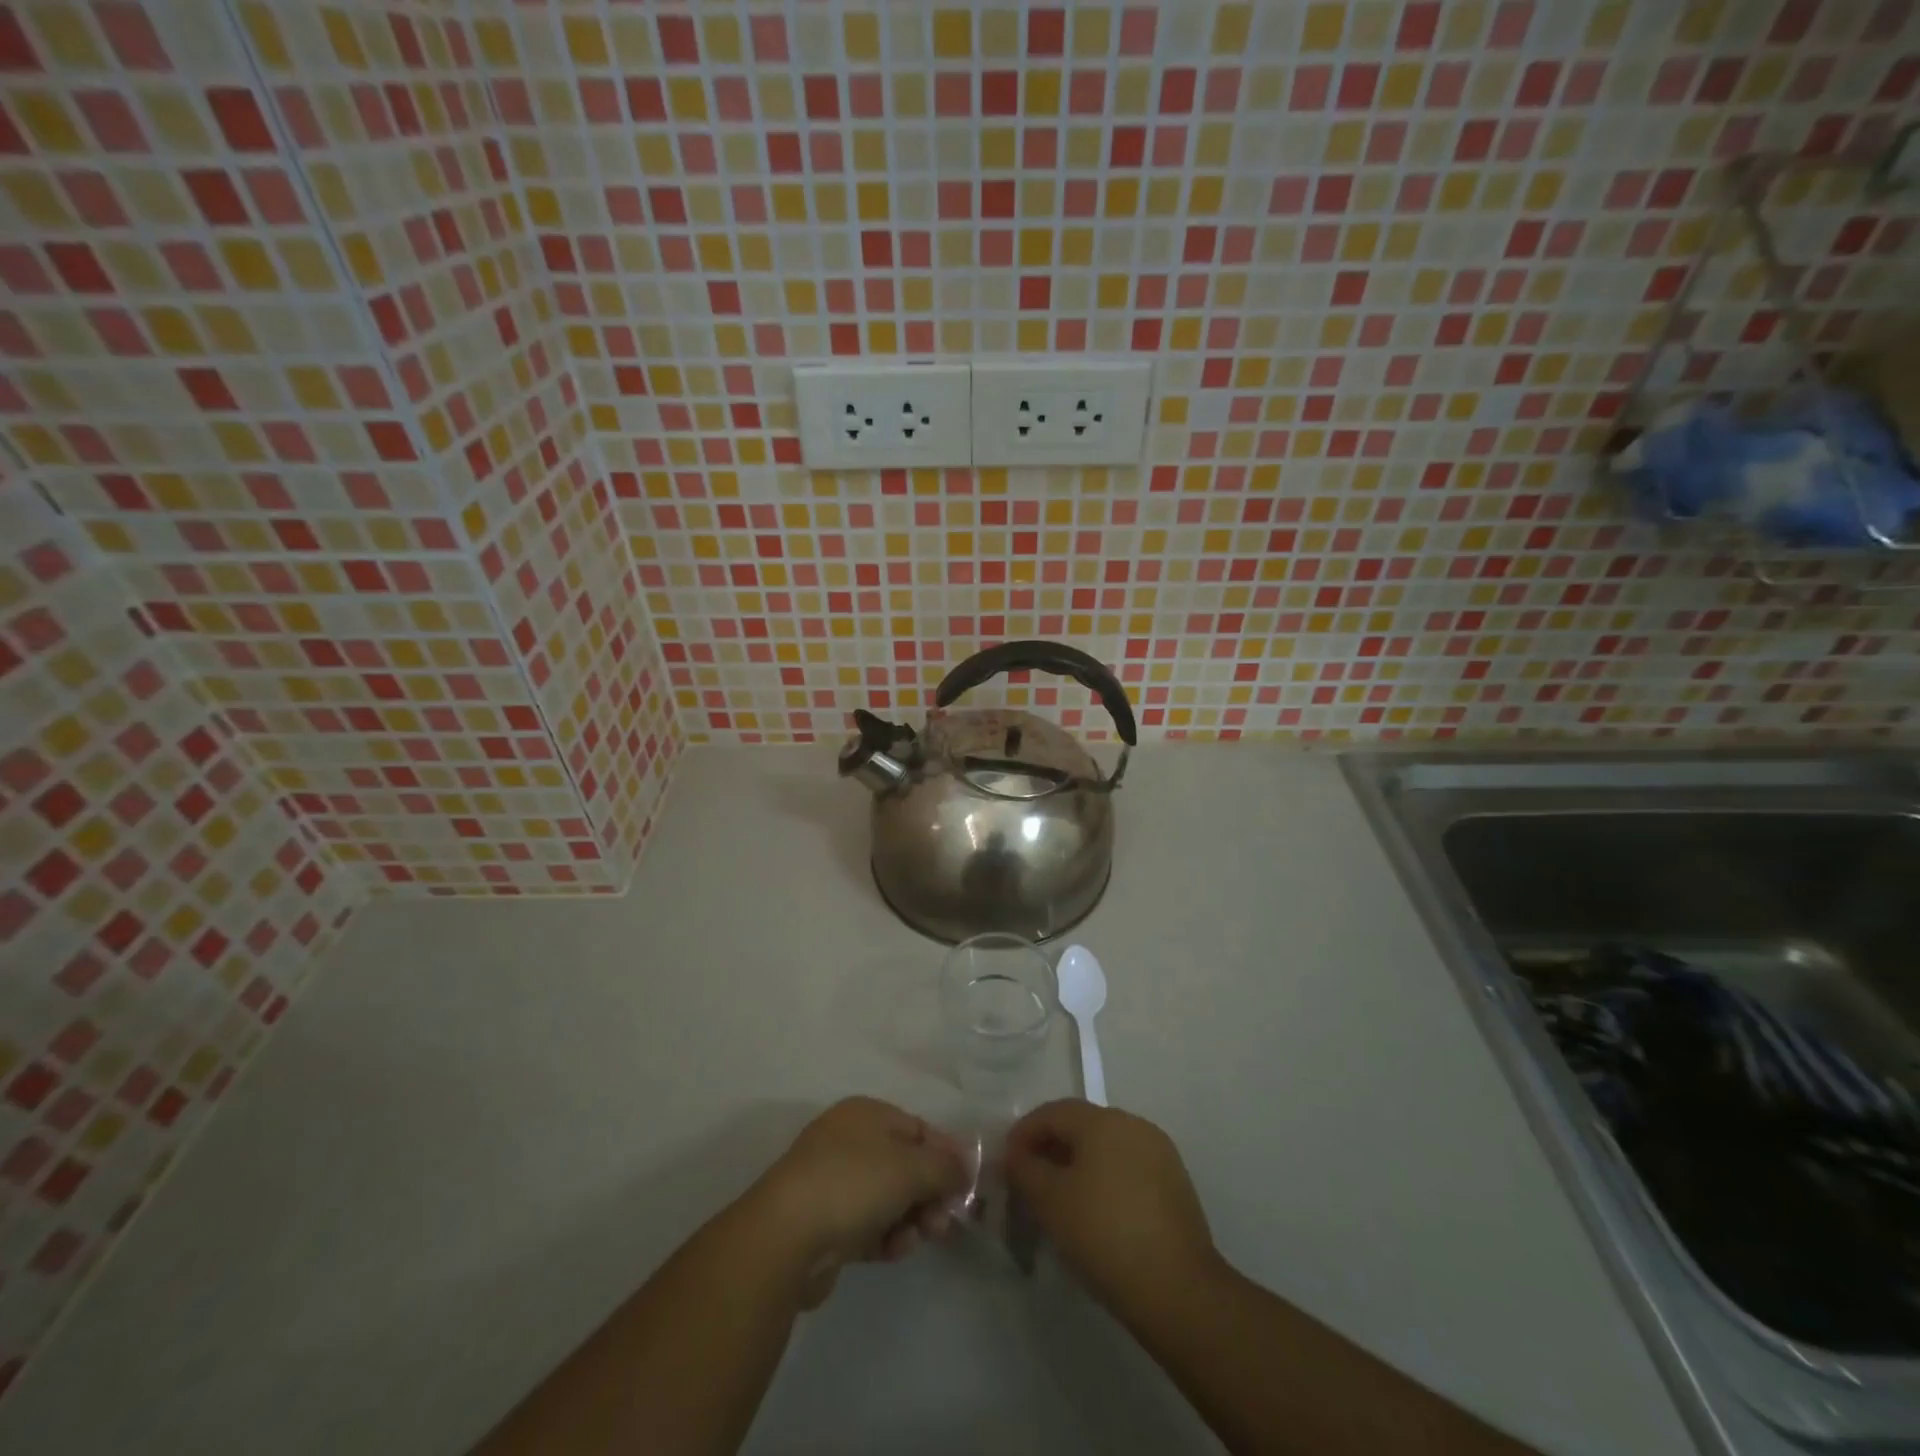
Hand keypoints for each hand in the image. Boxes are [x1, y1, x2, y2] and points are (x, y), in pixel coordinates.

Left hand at [750, 1097, 968, 1305]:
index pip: (918, 1128)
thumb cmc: (854, 1184)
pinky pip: (867, 1225)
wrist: (786, 1237)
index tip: (968, 1185)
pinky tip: (893, 1250)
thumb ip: (945, 1166)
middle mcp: (848, 1141)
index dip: (946, 1154)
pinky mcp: (824, 1223)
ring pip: (887, 1198)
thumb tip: (966, 1166)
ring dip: (910, 1218)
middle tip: (944, 1223)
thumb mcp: (911, 1168)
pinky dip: (885, 1236)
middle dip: (929, 1193)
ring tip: (917, 1239)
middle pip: (904, 1165)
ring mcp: (833, 1182)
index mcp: (866, 1114)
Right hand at [1003, 1099, 1221, 1320]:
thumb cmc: (1104, 1234)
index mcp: (1103, 1120)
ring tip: (1060, 1200)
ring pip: (1106, 1148)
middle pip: (1081, 1126)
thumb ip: (1024, 1169)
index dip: (1024, 1133)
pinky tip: (1096, 1213)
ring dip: (1078, 1165)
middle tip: (1030, 1182)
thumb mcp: (1050, 1201)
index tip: (1006, 1163)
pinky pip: (1127, 1169)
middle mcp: (1134, 1124)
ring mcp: (1159, 1153)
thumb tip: (1013, 1155)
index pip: (1053, 1112)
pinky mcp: (1175, 1184)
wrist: (1179, 1290)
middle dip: (1051, 1149)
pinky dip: (1105, 1181)